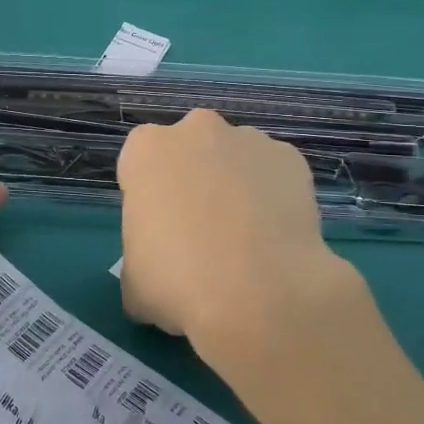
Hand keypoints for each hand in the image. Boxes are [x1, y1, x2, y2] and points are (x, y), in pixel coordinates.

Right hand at [116, 110, 372, 381]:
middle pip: (190, 149)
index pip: (140, 164)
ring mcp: (248, 140)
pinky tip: (275, 238)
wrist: (259, 293)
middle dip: (194, 179)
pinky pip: (275, 175)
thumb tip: (157, 276)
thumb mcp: (133, 281)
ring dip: (235, 185)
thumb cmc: (177, 282)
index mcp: (146, 150)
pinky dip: (274, 198)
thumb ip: (139, 262)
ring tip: (245, 240)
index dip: (150, 198)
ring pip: (234, 158)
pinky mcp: (290, 159)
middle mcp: (196, 130)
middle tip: (200, 231)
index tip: (159, 231)